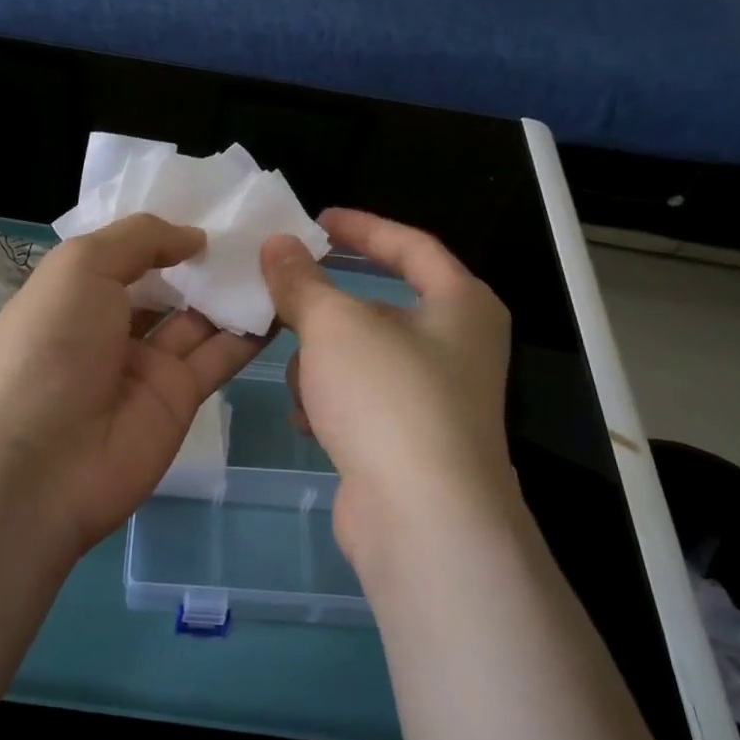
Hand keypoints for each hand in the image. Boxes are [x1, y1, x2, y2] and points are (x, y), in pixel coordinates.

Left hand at [0, 213, 263, 554]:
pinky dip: (250, 330)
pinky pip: (220, 355)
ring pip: (201, 317)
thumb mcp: (80, 268)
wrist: (38, 466)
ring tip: (284, 255)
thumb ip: (138, 240)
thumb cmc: (49, 347)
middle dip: (209, 258)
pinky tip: (284, 299)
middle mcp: (112, 325)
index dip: (168, 230)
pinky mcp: (180, 398)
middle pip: (170, 284)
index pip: (130, 252)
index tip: (217, 203)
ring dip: (236, 289)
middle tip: (263, 226)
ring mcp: (148, 364)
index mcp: (78, 291)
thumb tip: (193, 236)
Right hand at [261, 208, 516, 568]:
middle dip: (326, 311)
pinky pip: (360, 401)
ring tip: (303, 382)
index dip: (362, 227)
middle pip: (379, 307)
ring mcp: (436, 399)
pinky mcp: (411, 442)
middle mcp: (458, 347)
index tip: (316, 220)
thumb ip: (302, 280)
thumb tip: (278, 244)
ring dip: (322, 364)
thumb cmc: (388, 398)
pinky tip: (311, 422)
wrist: (422, 519)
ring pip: (361, 357)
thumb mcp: (335, 325)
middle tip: (281, 299)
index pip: (411, 245)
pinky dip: (332, 403)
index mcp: (461, 305)